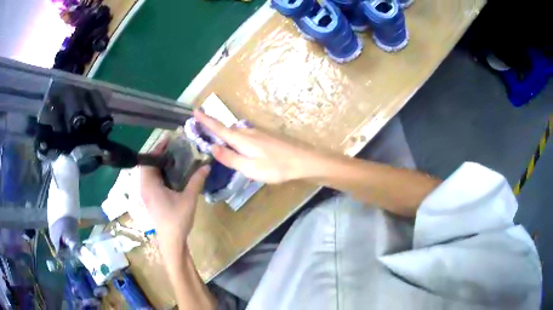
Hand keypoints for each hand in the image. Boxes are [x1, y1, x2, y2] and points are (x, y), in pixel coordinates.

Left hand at [139, 138, 209, 250]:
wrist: (171, 241)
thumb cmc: (177, 220)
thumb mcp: (188, 199)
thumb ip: (196, 181)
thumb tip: (207, 165)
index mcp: (149, 185)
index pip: (148, 160)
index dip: (157, 148)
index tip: (169, 139)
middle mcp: (144, 188)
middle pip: (147, 165)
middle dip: (158, 154)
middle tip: (173, 148)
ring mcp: (146, 194)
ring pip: (149, 173)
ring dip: (158, 164)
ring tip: (173, 157)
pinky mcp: (150, 199)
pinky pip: (151, 181)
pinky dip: (159, 173)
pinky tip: (171, 174)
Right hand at [194, 110, 316, 183]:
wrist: (302, 161)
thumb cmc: (276, 167)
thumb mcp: (249, 168)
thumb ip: (230, 158)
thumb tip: (212, 147)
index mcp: (241, 139)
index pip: (218, 128)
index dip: (205, 120)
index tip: (194, 111)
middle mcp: (247, 132)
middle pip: (226, 129)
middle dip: (212, 128)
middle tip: (200, 131)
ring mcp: (257, 134)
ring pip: (235, 133)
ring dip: (224, 134)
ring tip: (215, 140)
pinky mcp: (264, 138)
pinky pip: (244, 136)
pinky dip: (235, 139)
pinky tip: (237, 147)